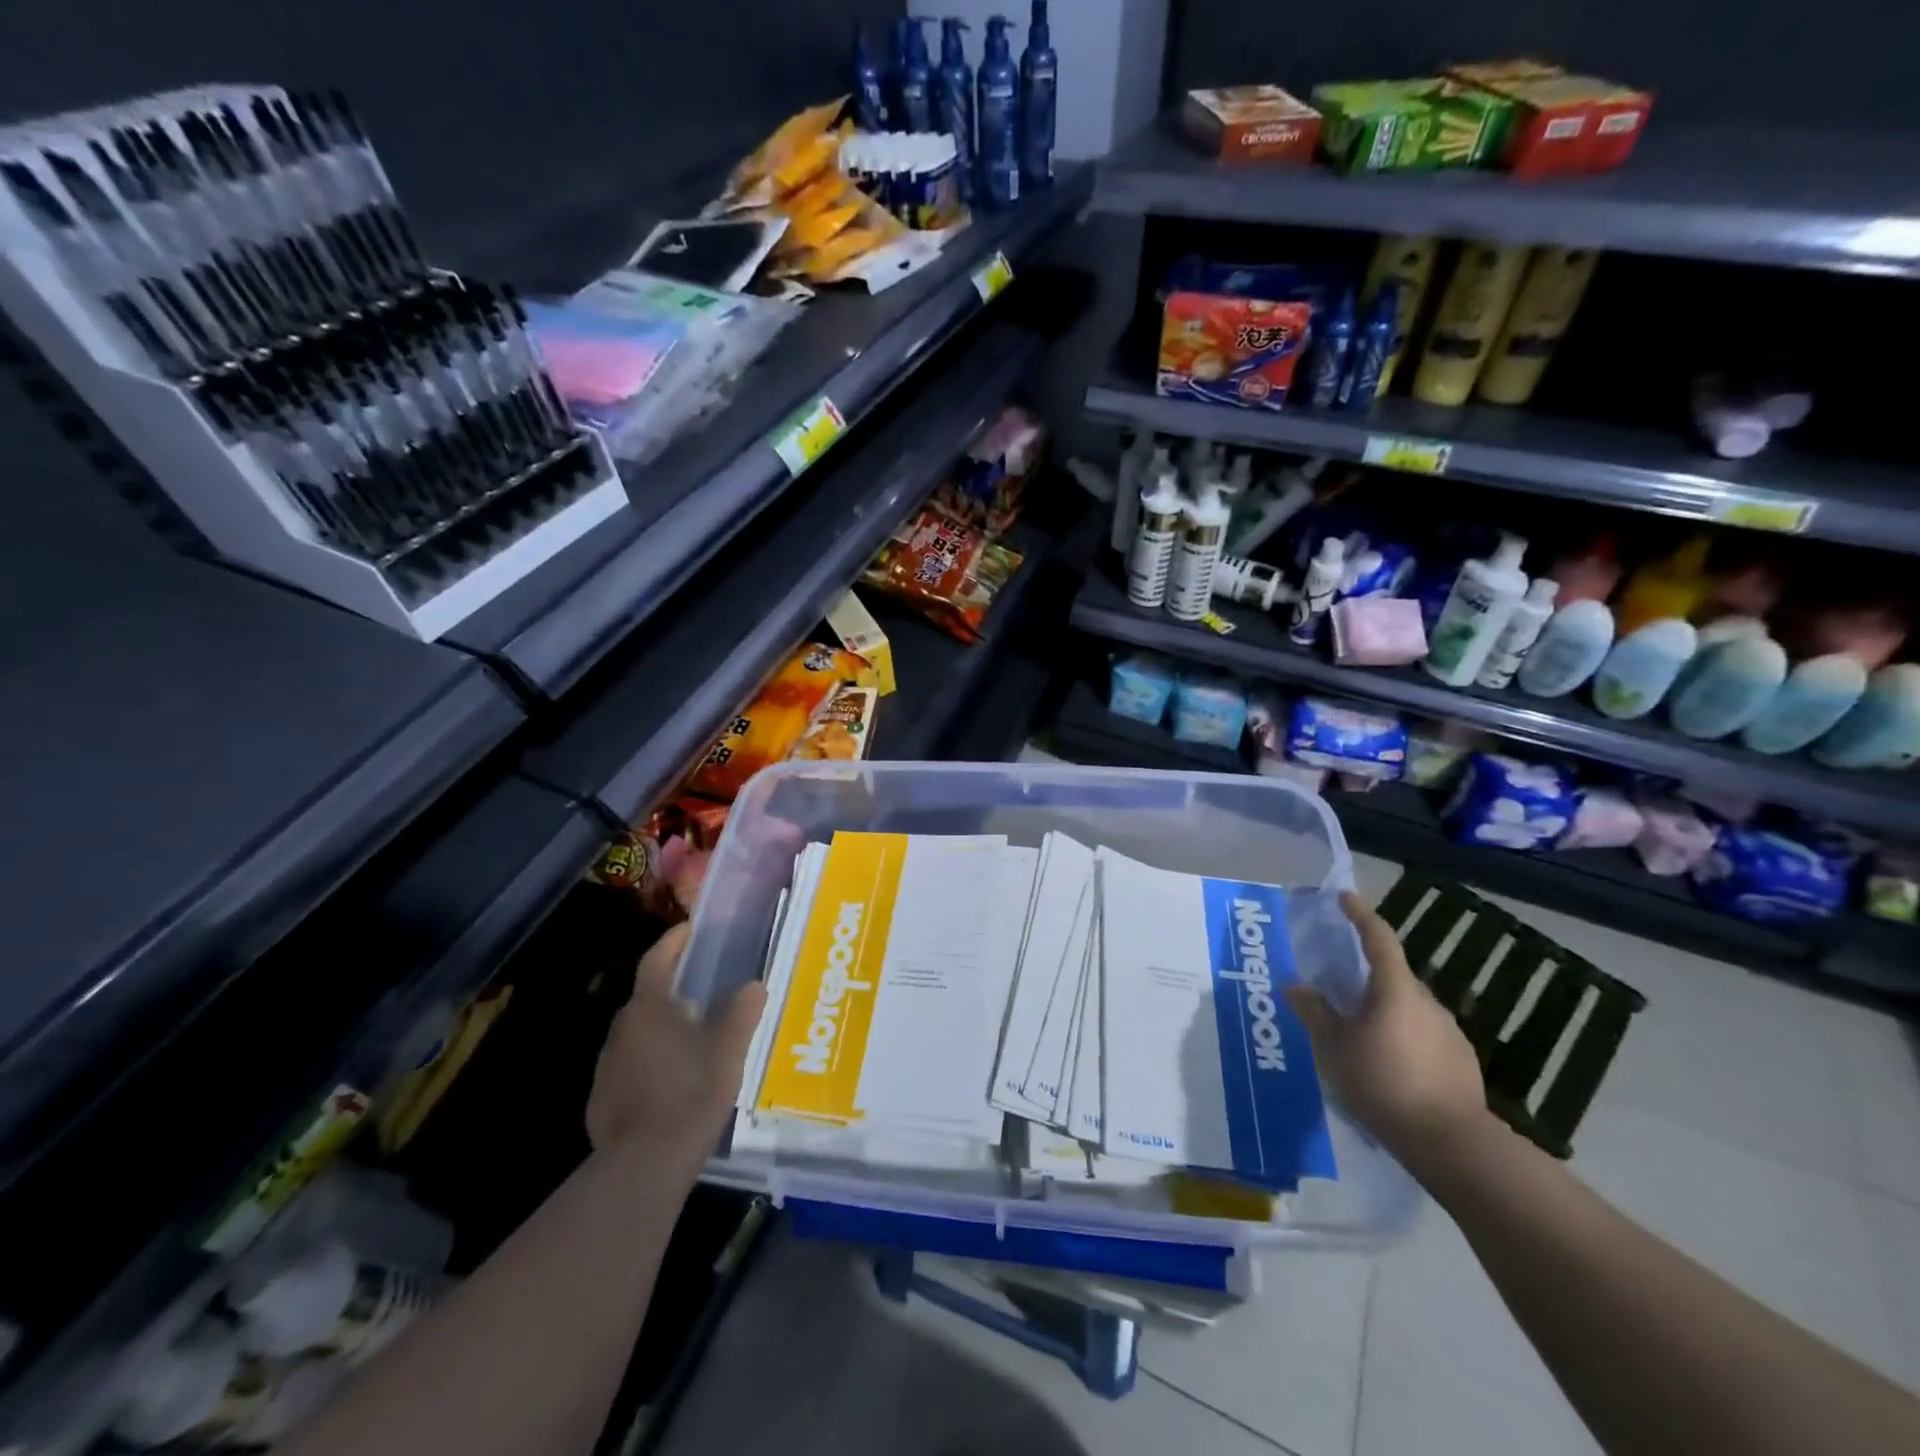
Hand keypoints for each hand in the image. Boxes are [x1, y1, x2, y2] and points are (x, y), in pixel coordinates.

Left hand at [586, 923, 767, 1172]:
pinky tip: (674, 1077)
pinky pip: (630, 1063)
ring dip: (663, 1025)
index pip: (656, 959)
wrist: (644, 1164)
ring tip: (695, 1033)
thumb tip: (753, 985)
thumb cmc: (691, 1093)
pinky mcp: (602, 1096)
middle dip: (673, 986)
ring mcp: (607, 1064)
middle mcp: (622, 1028)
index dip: (674, 941)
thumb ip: (742, 1012)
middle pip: (648, 994)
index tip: (692, 929)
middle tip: (705, 986)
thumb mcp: (729, 1049)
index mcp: (649, 1008)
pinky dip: (651, 1058)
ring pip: (638, 1031)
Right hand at [1285, 891, 1488, 1170]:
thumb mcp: (1334, 1048)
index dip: (1360, 914)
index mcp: (1394, 989)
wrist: (1451, 1142)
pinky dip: (1402, 1036)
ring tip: (1359, 1031)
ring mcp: (1449, 1032)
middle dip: (1368, 973)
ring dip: (1385, 1008)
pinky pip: (1423, 1034)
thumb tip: (1296, 985)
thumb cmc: (1383, 1083)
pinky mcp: (1461, 1061)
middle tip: (1340, 985)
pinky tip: (1388, 1063)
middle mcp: (1426, 1001)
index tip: (1345, 897)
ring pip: (1409, 1007)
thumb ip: (1315, 1013)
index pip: (1378, 938)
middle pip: (1394, 974)